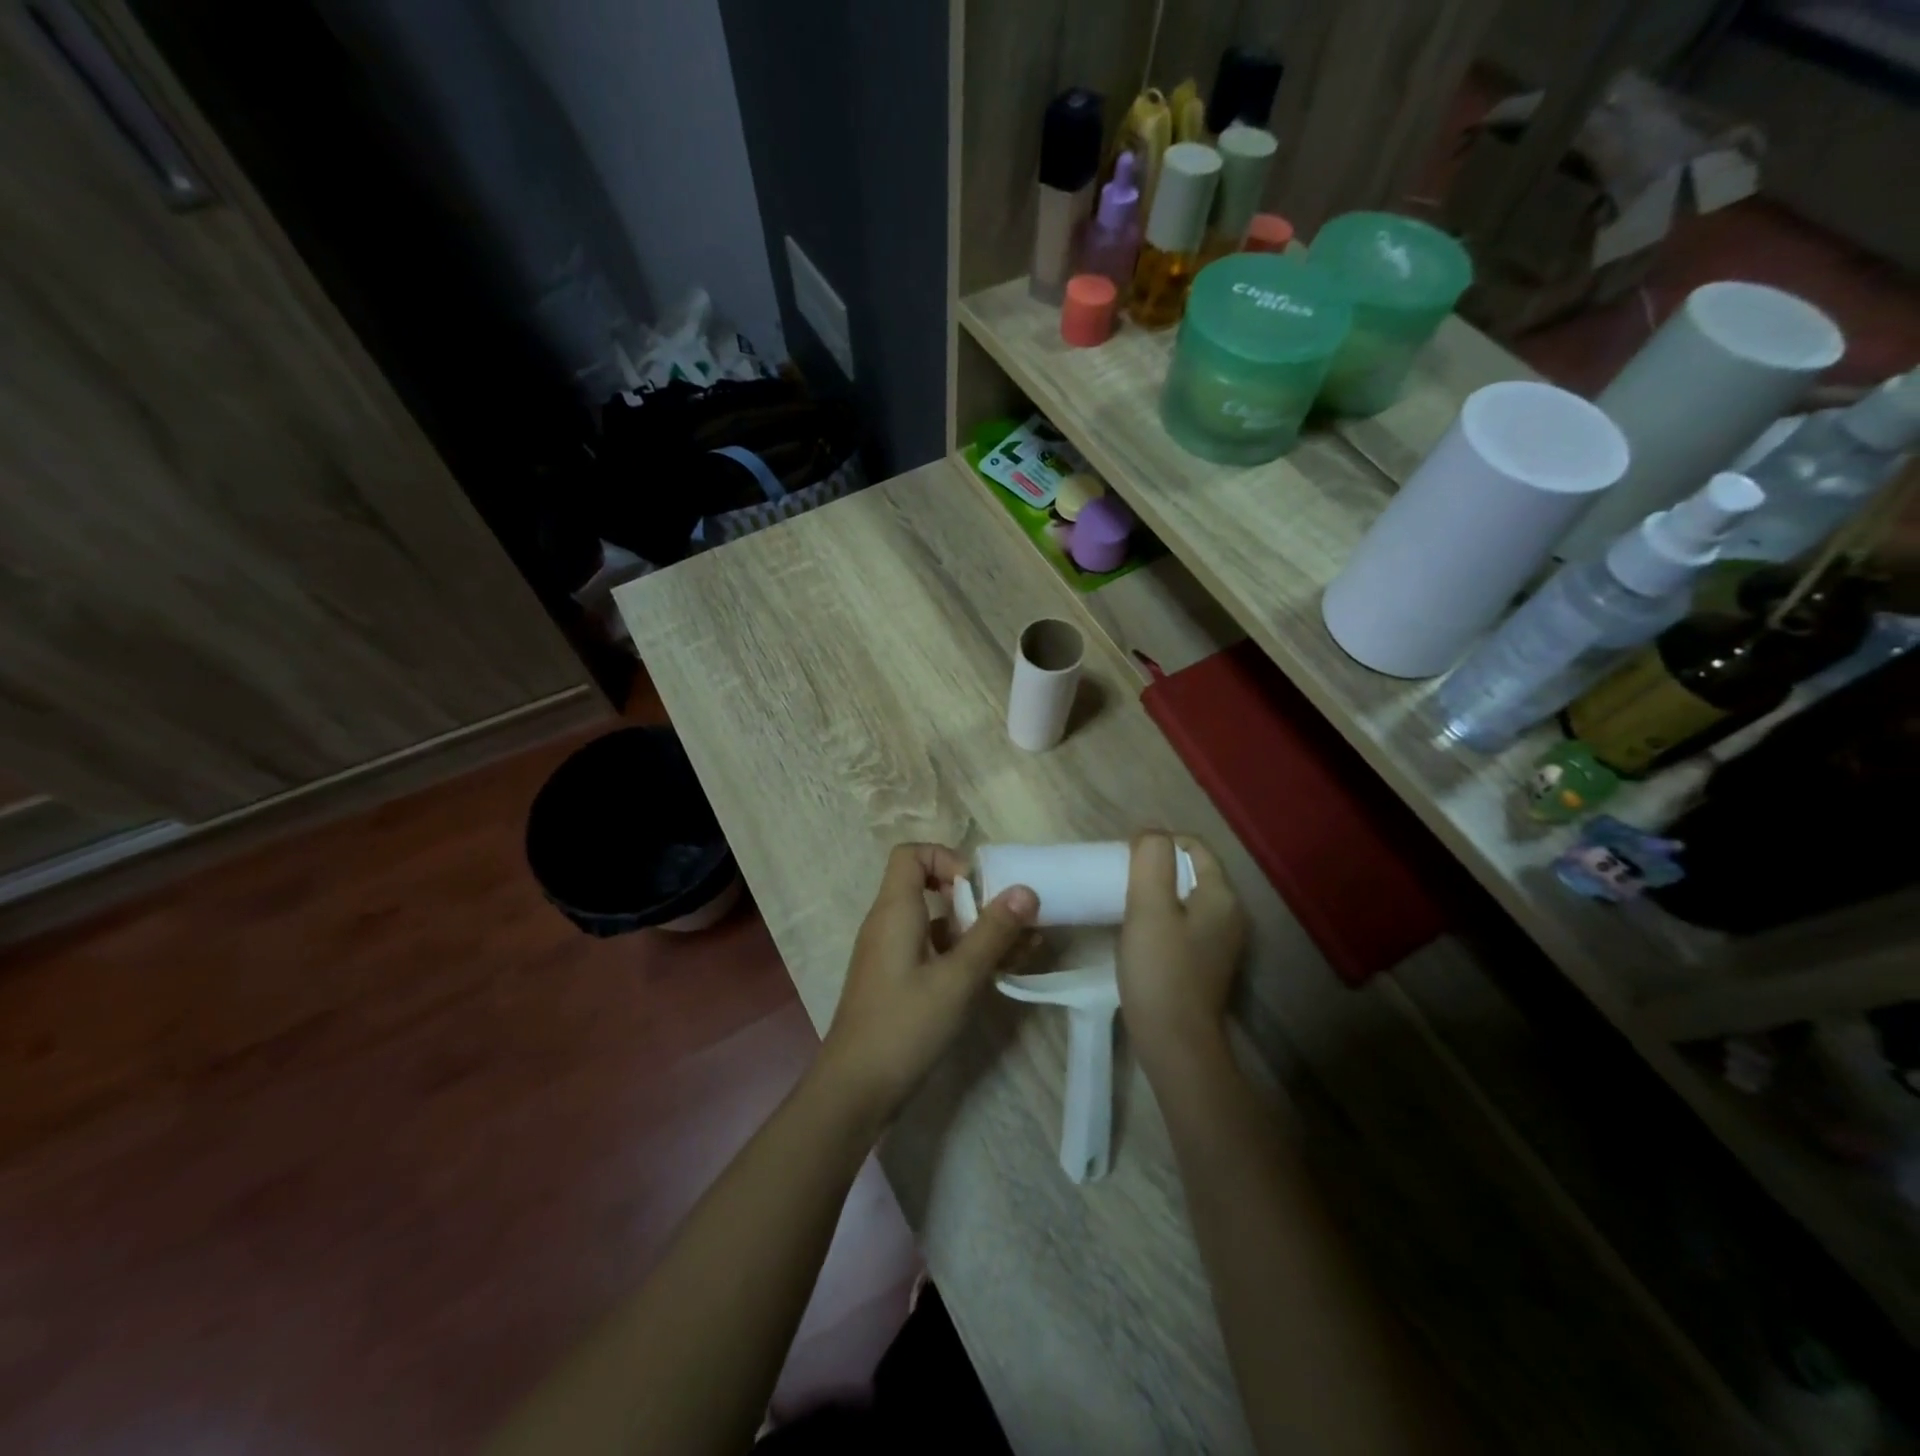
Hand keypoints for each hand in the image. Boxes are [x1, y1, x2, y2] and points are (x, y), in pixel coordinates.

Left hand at [816, 843, 1037, 1129]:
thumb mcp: (957, 978)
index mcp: (894, 911)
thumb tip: (1026, 889)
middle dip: (976, 899)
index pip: (911, 854)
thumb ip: (992, 933)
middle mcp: (889, 924)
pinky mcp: (899, 982)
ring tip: (1024, 949)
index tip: (978, 889)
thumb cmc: (904, 1026)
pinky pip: (934, 952)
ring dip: (978, 931)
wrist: (855, 1091)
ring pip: (938, 924)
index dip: (946, 858)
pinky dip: (965, 955)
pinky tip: (1000, 973)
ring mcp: (893, 955)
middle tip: (1012, 922)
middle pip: (930, 887)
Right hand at [1118, 834, 1245, 1078]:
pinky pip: (1182, 924)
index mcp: (1221, 896)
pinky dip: (1160, 918)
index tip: (1125, 858)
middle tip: (1119, 880)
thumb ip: (1151, 861)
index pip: (1193, 846)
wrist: (1175, 1044)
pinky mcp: (1205, 963)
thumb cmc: (1161, 971)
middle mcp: (1229, 914)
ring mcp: (1220, 942)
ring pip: (1184, 899)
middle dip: (1155, 868)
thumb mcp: (1149, 907)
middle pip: (1190, 871)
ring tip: (1123, 903)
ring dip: (1155, 893)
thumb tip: (1151, 833)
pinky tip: (1137, 933)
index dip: (1159, 843)